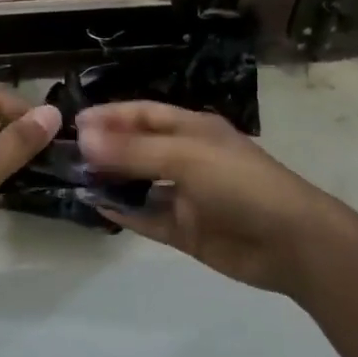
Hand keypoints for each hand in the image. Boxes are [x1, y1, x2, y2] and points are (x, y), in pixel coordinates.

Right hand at [75, 101, 357, 295]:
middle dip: (104, 148)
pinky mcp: (185, 229)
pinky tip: (96, 206)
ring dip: (110, 181)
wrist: (291, 241)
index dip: (110, 115)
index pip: (143, 114)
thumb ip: (133, 151)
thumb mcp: (185, 157)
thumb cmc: (239, 183)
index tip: (74, 122)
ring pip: (139, 183)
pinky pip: (147, 217)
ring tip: (72, 180)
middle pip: (137, 148)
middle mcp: (186, 157)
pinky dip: (123, 211)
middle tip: (65, 153)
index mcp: (192, 129)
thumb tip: (83, 139)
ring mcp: (186, 195)